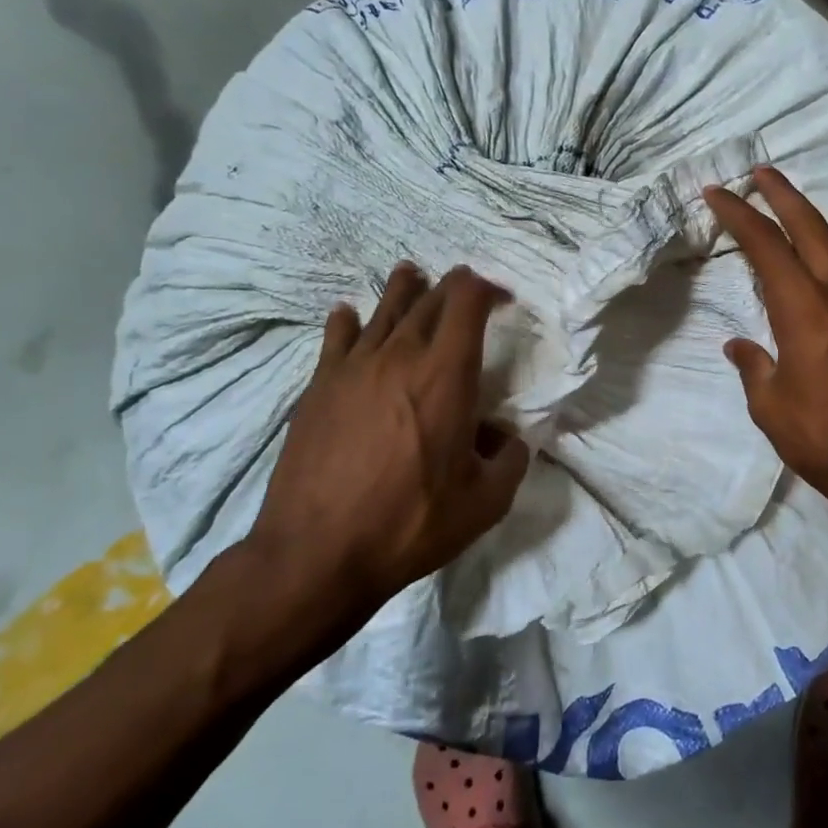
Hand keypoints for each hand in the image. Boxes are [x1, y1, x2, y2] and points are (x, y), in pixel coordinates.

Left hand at [243, 264, 529, 669]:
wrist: (317, 552)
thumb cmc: (411, 523)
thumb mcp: (486, 502)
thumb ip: (510, 460)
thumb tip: (507, 438)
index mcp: (447, 374)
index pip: (467, 301)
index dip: (488, 288)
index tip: (502, 298)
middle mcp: (400, 356)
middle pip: (428, 299)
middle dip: (452, 287)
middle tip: (466, 290)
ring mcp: (353, 368)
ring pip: (382, 310)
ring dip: (404, 290)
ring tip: (411, 275)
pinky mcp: (318, 387)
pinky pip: (336, 338)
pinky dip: (348, 321)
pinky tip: (348, 315)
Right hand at [703, 168, 827, 532]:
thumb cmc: (822, 438)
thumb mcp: (770, 406)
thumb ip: (754, 366)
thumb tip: (741, 345)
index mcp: (806, 312)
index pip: (768, 247)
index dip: (740, 216)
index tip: (716, 193)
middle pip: (810, 229)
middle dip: (783, 195)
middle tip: (758, 172)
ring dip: (804, 218)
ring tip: (779, 203)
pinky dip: (817, 249)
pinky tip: (805, 258)